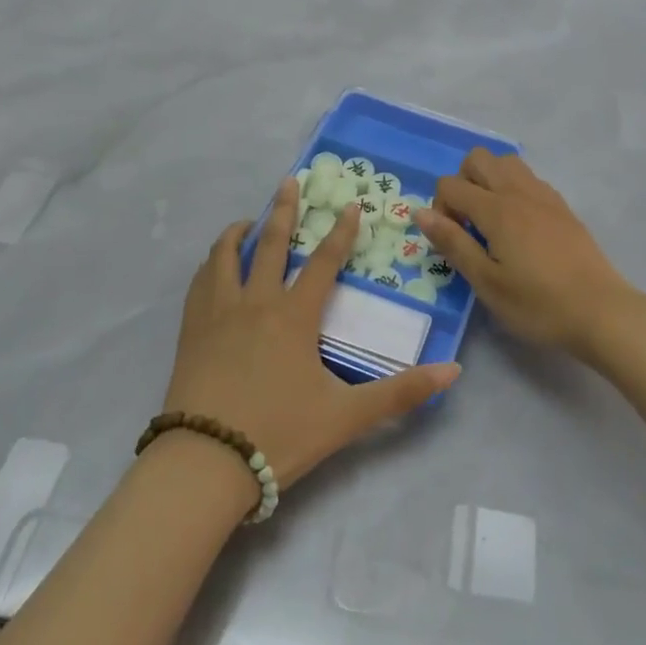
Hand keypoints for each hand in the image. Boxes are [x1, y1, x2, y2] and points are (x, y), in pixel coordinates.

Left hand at [164, 179, 461, 492]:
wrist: (205, 463)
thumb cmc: (279, 434)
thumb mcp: (347, 416)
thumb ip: (401, 392)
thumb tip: (453, 370)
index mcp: (294, 316)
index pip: (324, 262)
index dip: (341, 232)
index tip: (351, 204)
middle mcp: (256, 302)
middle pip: (272, 244)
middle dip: (285, 210)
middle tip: (290, 181)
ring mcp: (218, 313)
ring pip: (226, 256)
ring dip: (239, 233)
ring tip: (247, 221)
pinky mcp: (191, 330)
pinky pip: (200, 282)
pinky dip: (211, 264)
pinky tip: (213, 266)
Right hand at [416, 150, 642, 359]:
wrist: (601, 312)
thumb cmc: (538, 304)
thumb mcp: (487, 282)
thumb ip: (453, 243)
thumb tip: (421, 212)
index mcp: (496, 209)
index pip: (450, 184)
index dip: (440, 209)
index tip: (452, 241)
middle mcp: (519, 191)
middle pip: (478, 158)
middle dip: (462, 182)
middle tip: (468, 224)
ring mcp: (544, 196)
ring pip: (506, 162)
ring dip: (489, 181)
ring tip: (491, 222)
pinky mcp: (562, 207)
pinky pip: (529, 179)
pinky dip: (513, 189)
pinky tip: (519, 228)